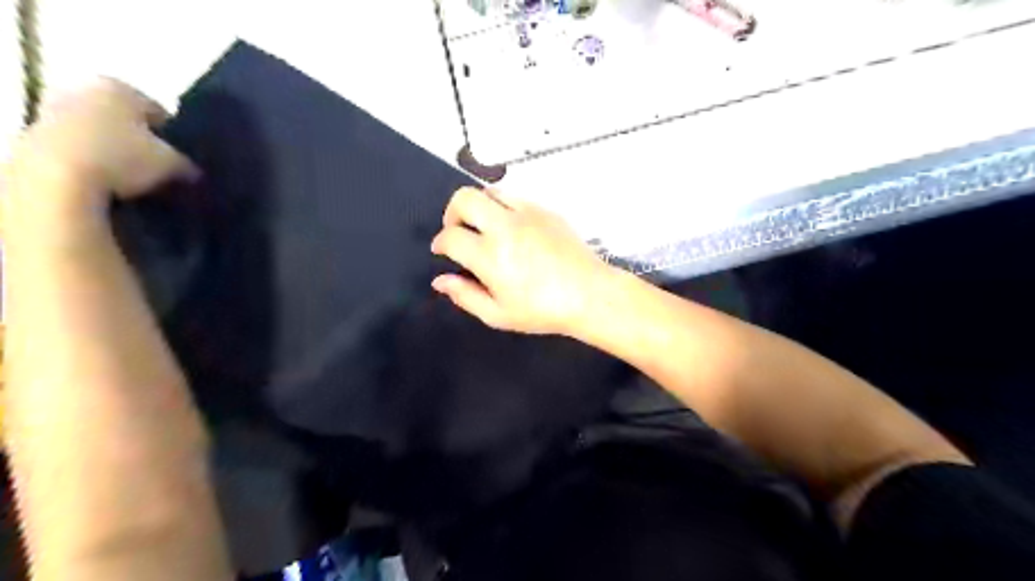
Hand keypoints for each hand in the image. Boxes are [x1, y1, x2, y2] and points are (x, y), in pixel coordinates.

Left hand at [3, 78, 197, 226]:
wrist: (57, 179)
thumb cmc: (123, 158)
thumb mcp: (175, 164)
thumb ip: (188, 163)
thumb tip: (194, 171)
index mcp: (118, 86)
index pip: (160, 113)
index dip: (177, 139)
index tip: (186, 162)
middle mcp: (83, 90)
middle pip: (126, 121)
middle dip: (145, 144)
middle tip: (164, 171)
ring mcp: (54, 112)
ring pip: (103, 135)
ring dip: (120, 155)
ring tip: (140, 183)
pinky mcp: (35, 138)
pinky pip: (81, 151)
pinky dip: (97, 165)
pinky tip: (112, 185)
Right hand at [429, 188, 612, 332]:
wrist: (590, 294)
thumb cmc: (542, 311)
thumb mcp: (498, 315)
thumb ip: (465, 296)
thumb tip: (440, 280)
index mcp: (490, 255)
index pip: (451, 236)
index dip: (440, 243)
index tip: (442, 251)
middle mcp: (504, 226)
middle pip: (464, 198)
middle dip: (451, 213)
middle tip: (458, 231)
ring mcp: (527, 214)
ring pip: (489, 191)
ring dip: (478, 207)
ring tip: (483, 228)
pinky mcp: (545, 210)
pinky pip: (514, 197)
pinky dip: (503, 207)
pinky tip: (511, 229)